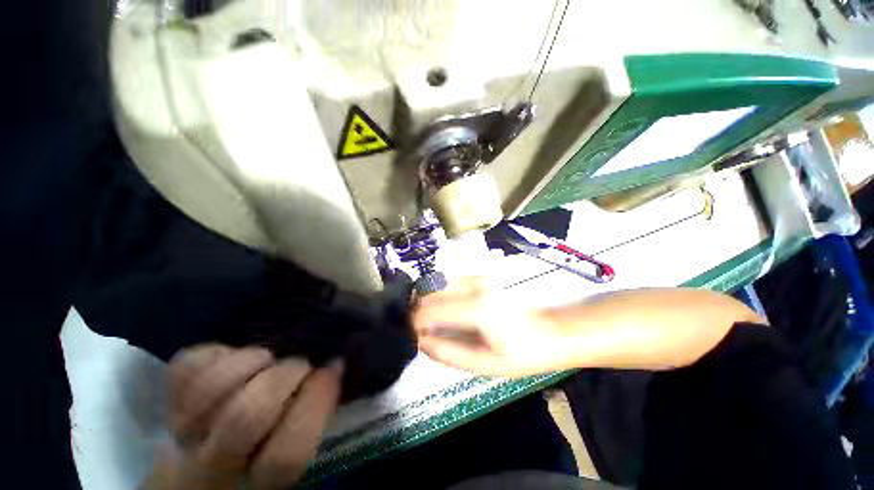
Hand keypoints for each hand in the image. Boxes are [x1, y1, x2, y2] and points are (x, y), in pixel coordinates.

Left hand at [145, 345, 342, 489]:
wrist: (204, 463)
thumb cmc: (262, 454)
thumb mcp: (296, 444)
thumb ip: (318, 414)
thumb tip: (335, 367)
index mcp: (259, 480)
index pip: (287, 454)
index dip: (316, 402)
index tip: (333, 368)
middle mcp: (216, 462)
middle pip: (246, 416)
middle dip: (286, 375)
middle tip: (301, 365)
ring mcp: (184, 429)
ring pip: (211, 386)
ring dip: (253, 361)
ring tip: (268, 360)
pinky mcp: (168, 398)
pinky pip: (188, 366)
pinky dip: (218, 353)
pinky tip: (235, 357)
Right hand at [412, 278, 568, 376]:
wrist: (548, 331)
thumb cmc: (520, 353)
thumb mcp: (483, 364)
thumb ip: (447, 352)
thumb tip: (421, 341)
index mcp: (475, 309)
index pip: (428, 310)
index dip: (414, 323)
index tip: (413, 336)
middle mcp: (473, 286)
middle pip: (428, 292)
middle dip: (417, 310)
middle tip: (419, 330)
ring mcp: (477, 277)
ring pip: (435, 283)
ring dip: (426, 300)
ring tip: (429, 320)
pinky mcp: (479, 276)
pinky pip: (447, 280)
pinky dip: (438, 293)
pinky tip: (443, 308)